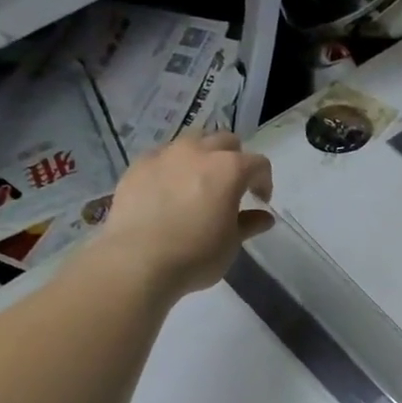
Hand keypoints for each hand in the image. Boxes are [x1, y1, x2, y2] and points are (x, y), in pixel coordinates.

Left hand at [98, 133, 273, 294]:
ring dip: (202, 156)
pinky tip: (169, 190)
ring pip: (192, 141)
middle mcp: (198, 152)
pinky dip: (172, 167)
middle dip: (234, 159)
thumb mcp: (231, 243)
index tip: (260, 201)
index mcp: (229, 169)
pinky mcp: (138, 166)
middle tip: (231, 185)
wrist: (138, 261)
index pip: (258, 164)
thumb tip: (264, 217)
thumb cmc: (196, 255)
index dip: (264, 181)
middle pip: (225, 141)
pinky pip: (162, 156)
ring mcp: (165, 155)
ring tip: (199, 181)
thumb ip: (249, 223)